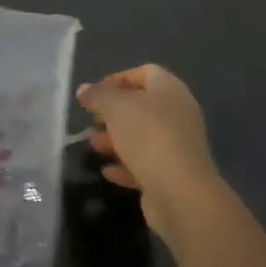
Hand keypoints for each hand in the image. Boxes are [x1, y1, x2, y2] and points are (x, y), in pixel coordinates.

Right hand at [77, 65, 219, 236]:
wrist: (181, 193)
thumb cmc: (148, 136)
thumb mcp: (116, 107)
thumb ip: (98, 95)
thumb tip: (84, 89)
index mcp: (170, 90)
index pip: (146, 72)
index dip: (118, 79)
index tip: (95, 93)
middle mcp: (178, 114)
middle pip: (142, 106)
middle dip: (114, 113)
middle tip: (92, 121)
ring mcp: (178, 146)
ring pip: (142, 136)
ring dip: (116, 140)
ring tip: (93, 146)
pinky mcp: (173, 174)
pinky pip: (146, 164)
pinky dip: (126, 165)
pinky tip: (107, 172)